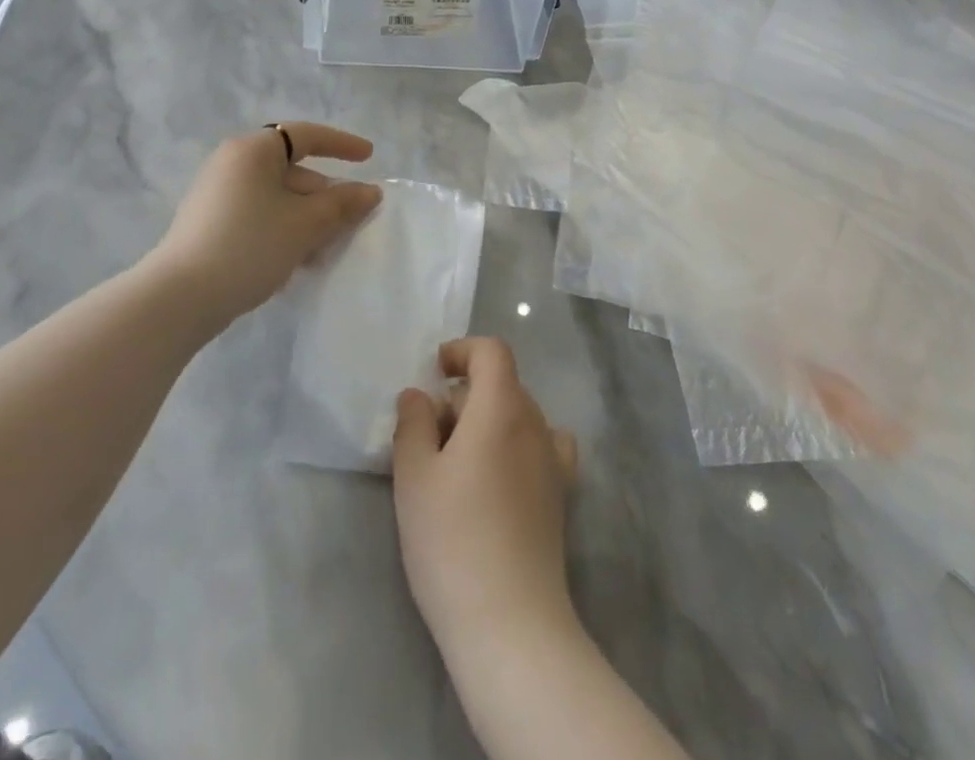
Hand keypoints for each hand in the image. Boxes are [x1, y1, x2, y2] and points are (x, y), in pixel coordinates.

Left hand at [154, 123, 381, 329]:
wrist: (180, 297)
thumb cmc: (249, 246)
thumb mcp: (305, 224)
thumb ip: (342, 204)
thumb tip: (370, 191)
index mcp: (253, 151)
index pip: (306, 135)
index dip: (341, 144)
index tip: (369, 158)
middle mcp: (232, 163)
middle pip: (293, 170)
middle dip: (325, 197)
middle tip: (350, 225)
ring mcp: (217, 194)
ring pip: (277, 198)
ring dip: (306, 219)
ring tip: (323, 252)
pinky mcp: (210, 223)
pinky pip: (258, 215)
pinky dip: (282, 230)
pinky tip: (294, 262)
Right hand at [392, 338, 580, 654]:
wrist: (510, 623)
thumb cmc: (452, 540)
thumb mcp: (414, 476)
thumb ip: (413, 423)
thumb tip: (418, 395)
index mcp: (501, 408)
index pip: (492, 352)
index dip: (463, 351)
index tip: (435, 371)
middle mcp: (535, 424)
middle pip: (503, 384)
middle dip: (465, 393)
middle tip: (429, 432)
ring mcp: (553, 462)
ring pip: (519, 415)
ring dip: (489, 420)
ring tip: (457, 460)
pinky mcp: (560, 497)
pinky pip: (540, 446)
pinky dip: (516, 445)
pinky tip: (496, 478)